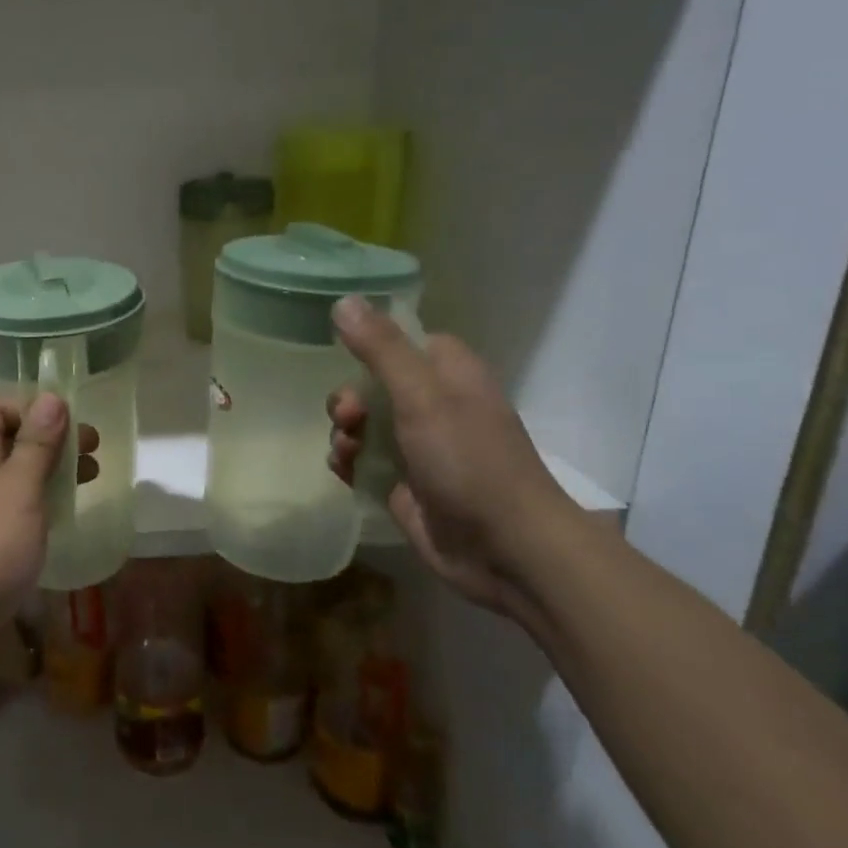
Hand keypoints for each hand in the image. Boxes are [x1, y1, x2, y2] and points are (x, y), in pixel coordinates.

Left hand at [0, 395, 96, 678]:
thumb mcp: (17, 490)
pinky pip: (10, 518)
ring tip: (85, 485)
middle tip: (92, 455)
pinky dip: (37, 511)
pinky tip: (57, 527)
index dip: (32, 407)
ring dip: (47, 476)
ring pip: (11, 483)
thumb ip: (36, 447)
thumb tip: (51, 397)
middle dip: (50, 443)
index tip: (72, 425)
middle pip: (7, 445)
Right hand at [326, 296, 575, 618]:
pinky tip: (344, 471)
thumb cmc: (469, 461)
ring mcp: (418, 448)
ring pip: (364, 425)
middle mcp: (434, 406)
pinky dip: (348, 462)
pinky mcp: (403, 483)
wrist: (503, 547)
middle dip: (349, 399)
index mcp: (448, 374)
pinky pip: (362, 461)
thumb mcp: (422, 396)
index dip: (373, 345)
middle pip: (373, 385)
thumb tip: (343, 301)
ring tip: (346, 452)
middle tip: (348, 418)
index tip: (344, 355)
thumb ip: (381, 349)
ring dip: (344, 433)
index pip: (404, 341)